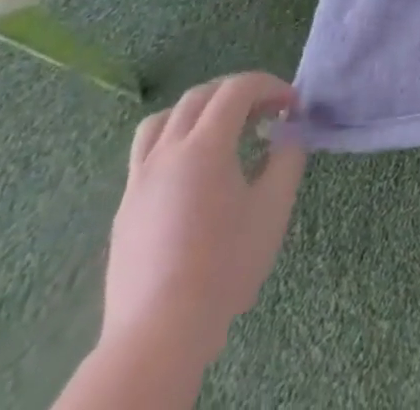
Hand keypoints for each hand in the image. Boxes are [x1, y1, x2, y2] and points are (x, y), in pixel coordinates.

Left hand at [101, 72, 306, 371]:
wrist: (159, 334)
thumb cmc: (226, 264)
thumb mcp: (274, 205)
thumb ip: (287, 157)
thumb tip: (287, 134)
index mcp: (204, 146)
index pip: (237, 89)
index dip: (271, 86)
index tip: (293, 106)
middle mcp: (166, 153)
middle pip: (200, 96)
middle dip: (239, 92)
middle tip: (267, 110)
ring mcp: (139, 181)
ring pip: (163, 120)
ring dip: (199, 110)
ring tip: (224, 129)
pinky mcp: (126, 208)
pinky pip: (148, 152)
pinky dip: (177, 139)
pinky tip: (196, 170)